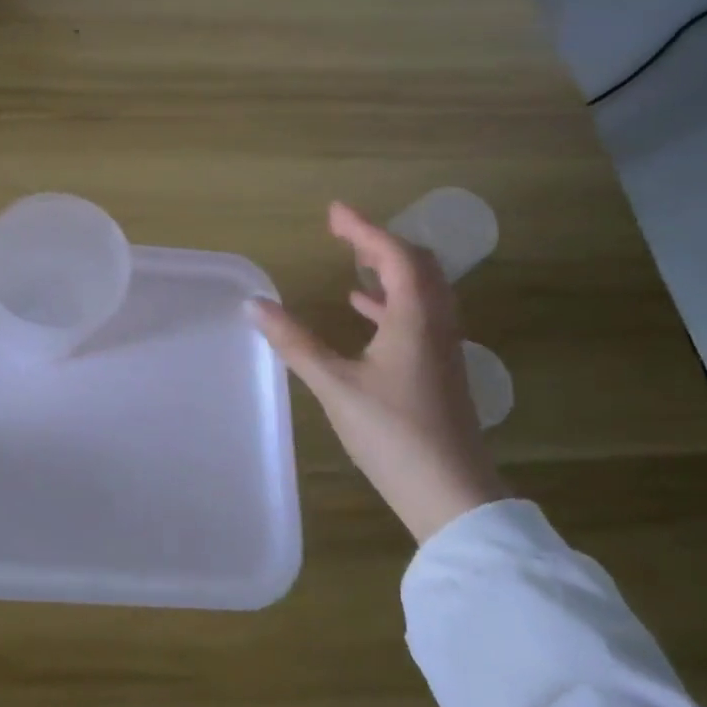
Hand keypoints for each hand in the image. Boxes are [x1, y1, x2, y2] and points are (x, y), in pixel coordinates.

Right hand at [253, 203, 506, 543]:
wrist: (451, 494)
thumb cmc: (393, 433)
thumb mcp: (335, 385)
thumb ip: (295, 342)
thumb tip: (254, 305)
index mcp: (415, 318)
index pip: (395, 256)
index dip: (364, 229)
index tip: (334, 212)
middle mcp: (436, 324)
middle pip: (419, 266)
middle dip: (381, 242)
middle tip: (343, 233)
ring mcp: (442, 348)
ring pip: (423, 291)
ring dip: (390, 269)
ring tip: (354, 261)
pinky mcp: (439, 370)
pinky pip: (419, 316)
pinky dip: (391, 302)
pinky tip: (363, 311)